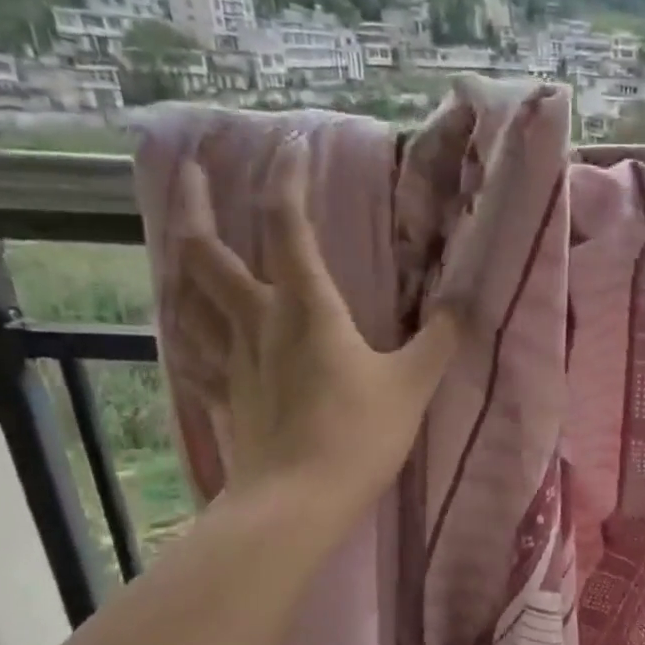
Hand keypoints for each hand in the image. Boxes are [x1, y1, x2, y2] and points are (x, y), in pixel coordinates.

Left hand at [168, 134, 459, 507]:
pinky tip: (186, 325)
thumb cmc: (358, 436)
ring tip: (184, 239)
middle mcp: (257, 320)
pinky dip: (186, 327)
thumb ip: (438, 341)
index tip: (291, 144)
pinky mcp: (222, 394)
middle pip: (206, 250)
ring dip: (180, 257)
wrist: (299, 500)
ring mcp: (231, 358)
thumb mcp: (412, 385)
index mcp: (306, 307)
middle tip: (189, 167)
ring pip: (187, 294)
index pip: (287, 223)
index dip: (287, 178)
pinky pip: (193, 349)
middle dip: (196, 202)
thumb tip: (464, 305)